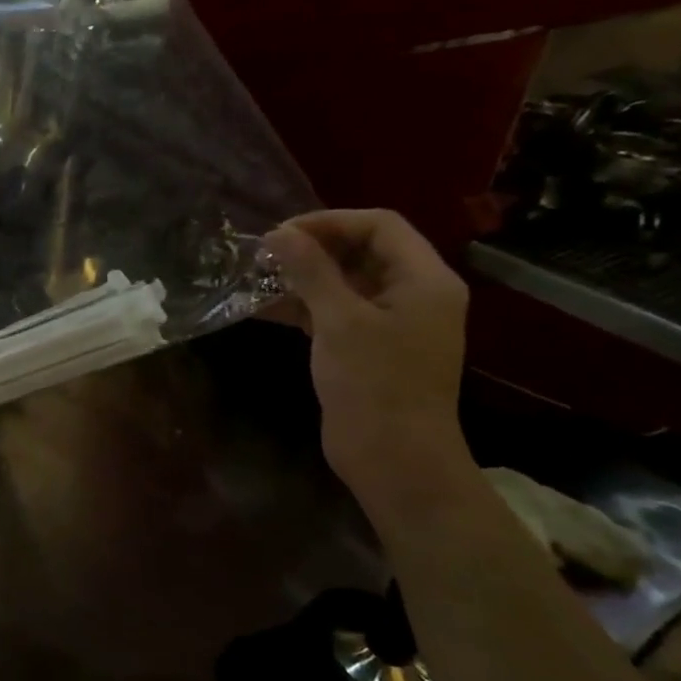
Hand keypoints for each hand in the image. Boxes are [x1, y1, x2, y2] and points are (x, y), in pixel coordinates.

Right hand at [262, 210, 470, 498]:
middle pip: (361, 250)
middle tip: (264, 255)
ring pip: (343, 282)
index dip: (330, 222)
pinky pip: (333, 311)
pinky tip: (261, 307)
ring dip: (301, 277)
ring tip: (256, 277)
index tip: (282, 234)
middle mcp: (412, 294)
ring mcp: (389, 322)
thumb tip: (278, 234)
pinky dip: (301, 305)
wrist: (393, 458)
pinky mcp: (366, 347)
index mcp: (424, 280)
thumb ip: (310, 271)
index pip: (380, 226)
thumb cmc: (374, 383)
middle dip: (312, 248)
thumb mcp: (339, 320)